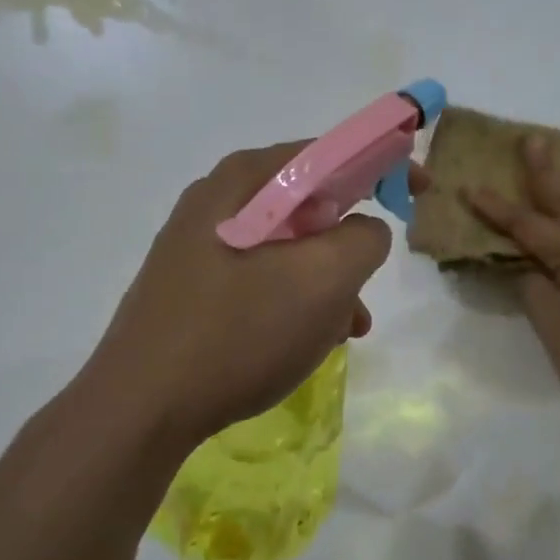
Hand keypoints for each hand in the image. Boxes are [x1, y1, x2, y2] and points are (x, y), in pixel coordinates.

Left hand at [91, 142, 408, 451]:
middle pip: (309, 204)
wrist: (140, 408)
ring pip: (289, 249)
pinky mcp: (193, 287)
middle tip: (370, 281)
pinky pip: (262, 279)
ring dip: (327, 283)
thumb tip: (364, 230)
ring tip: (346, 329)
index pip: (329, 151)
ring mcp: (200, 246)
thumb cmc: (238, 332)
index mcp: (245, 180)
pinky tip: (308, 343)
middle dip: (349, 243)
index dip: (383, 164)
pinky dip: (295, 302)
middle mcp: (218, 201)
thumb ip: (363, 238)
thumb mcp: (322, 280)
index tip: (419, 193)